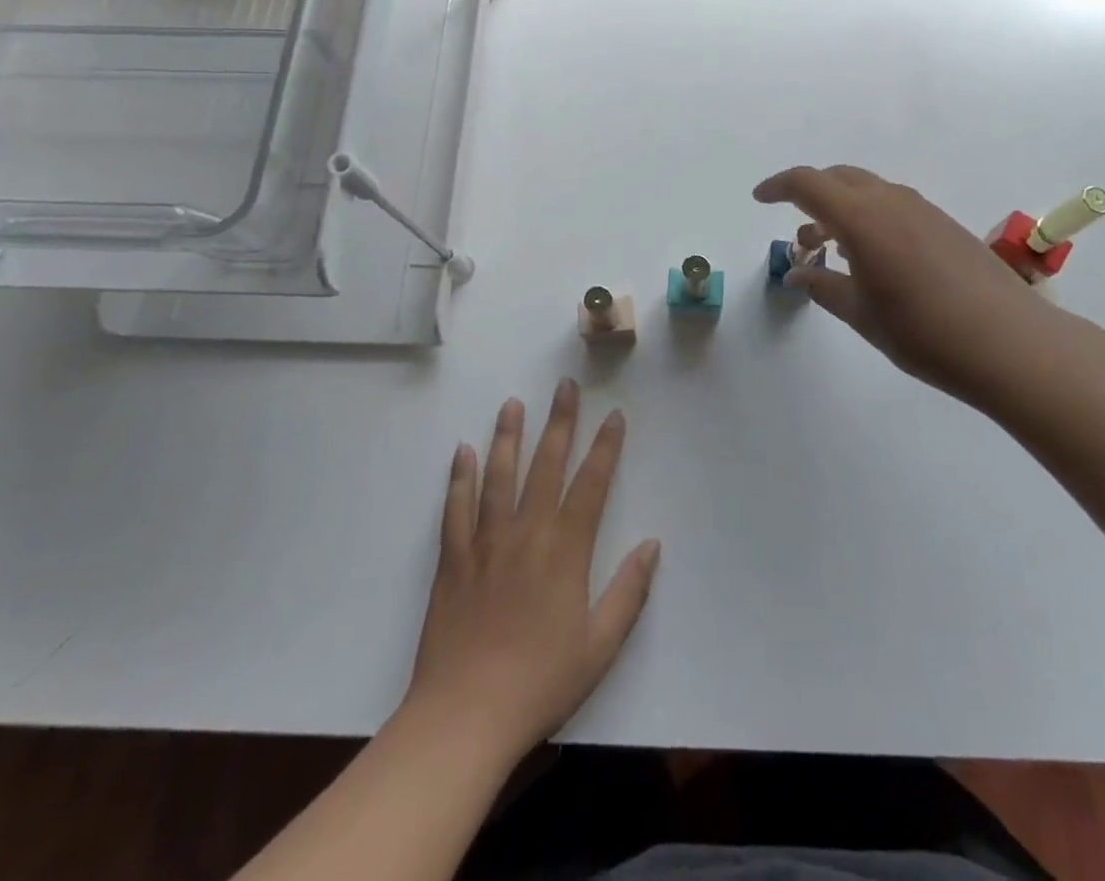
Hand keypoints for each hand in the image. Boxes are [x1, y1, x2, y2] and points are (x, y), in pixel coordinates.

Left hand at [404, 380, 660, 760]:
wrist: (464, 718)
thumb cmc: (540, 683)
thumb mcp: (600, 646)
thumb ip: (629, 592)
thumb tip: (652, 544)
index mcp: (565, 551)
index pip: (591, 484)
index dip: (605, 447)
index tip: (613, 415)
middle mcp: (526, 533)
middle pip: (546, 465)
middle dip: (560, 422)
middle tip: (565, 386)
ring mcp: (485, 543)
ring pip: (499, 475)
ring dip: (508, 436)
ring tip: (514, 403)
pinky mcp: (452, 560)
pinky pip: (456, 508)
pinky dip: (459, 478)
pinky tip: (463, 452)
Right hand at [754, 164, 1051, 401]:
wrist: (1009, 343)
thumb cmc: (923, 332)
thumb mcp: (861, 314)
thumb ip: (823, 287)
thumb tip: (798, 274)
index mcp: (862, 218)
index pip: (808, 184)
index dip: (778, 186)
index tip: (760, 199)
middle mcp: (891, 201)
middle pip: (839, 178)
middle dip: (810, 196)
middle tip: (800, 235)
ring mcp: (923, 210)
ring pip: (869, 191)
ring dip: (843, 209)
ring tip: (834, 251)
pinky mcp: (945, 224)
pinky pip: (894, 205)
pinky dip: (871, 217)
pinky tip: (875, 257)